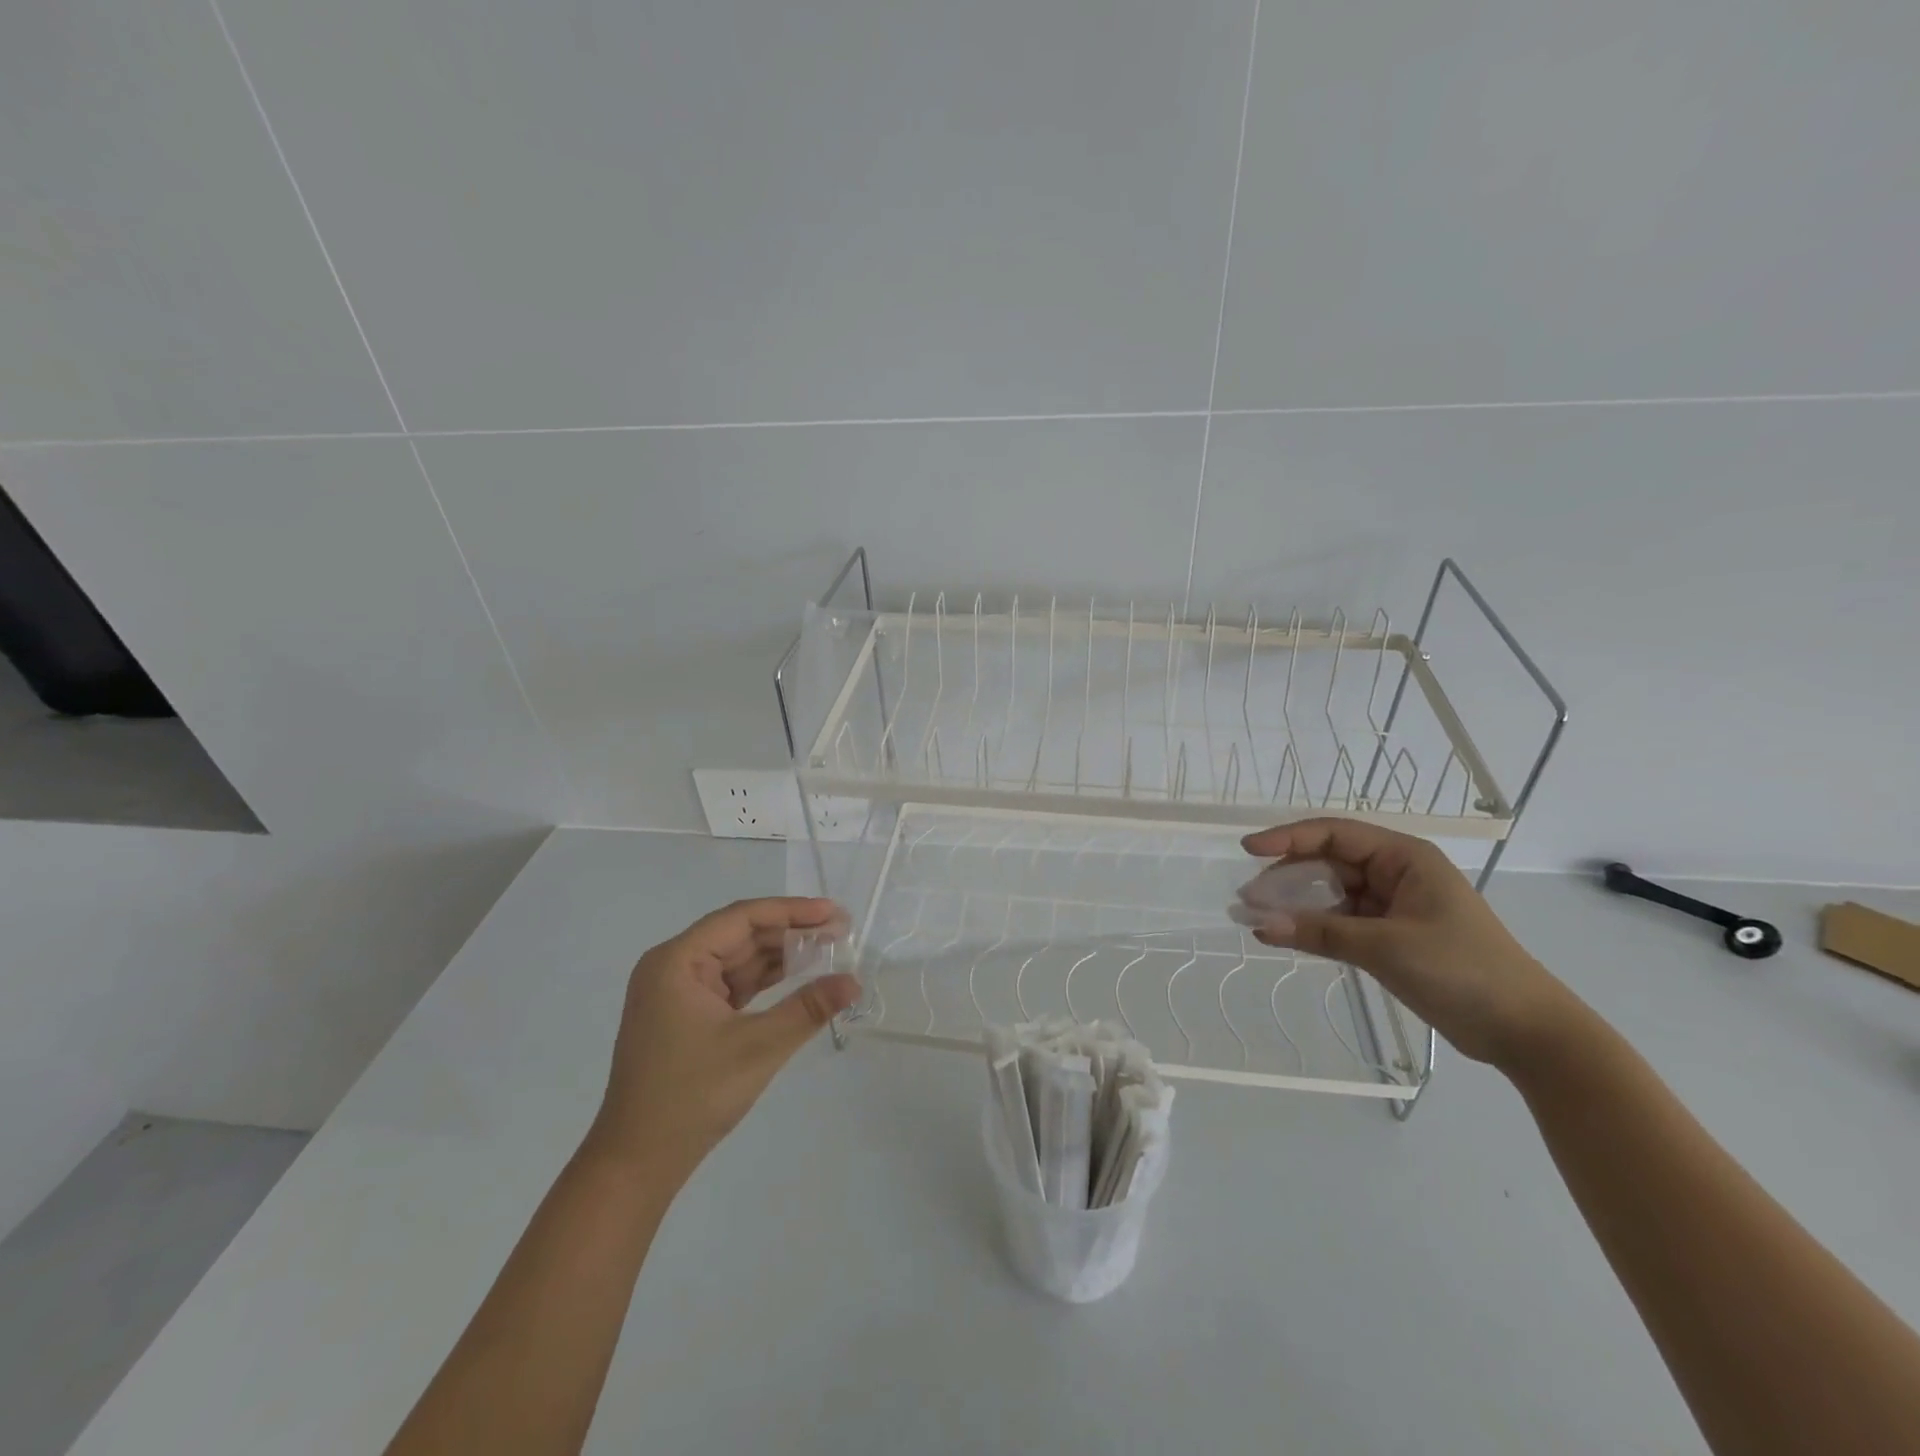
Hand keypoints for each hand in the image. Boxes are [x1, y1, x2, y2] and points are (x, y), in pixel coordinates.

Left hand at [584, 897, 858, 1182]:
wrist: (637, 1163)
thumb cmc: (692, 1096)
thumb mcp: (758, 1047)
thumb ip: (808, 1008)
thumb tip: (854, 982)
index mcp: (677, 960)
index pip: (742, 918)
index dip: (791, 911)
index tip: (833, 912)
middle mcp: (673, 966)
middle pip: (740, 935)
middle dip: (790, 933)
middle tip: (840, 932)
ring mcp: (677, 992)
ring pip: (738, 959)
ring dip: (780, 956)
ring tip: (828, 951)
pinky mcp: (685, 1015)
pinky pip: (731, 984)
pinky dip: (764, 981)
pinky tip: (798, 978)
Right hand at [1238, 819, 1579, 1069]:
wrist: (1525, 1030)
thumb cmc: (1463, 970)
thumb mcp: (1386, 947)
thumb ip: (1320, 932)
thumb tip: (1259, 924)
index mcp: (1404, 858)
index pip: (1335, 834)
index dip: (1288, 838)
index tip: (1248, 851)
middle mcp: (1396, 873)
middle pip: (1328, 861)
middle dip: (1286, 876)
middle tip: (1248, 897)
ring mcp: (1392, 906)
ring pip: (1331, 893)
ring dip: (1296, 904)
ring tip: (1257, 917)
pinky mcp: (1390, 936)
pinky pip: (1340, 921)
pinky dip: (1313, 926)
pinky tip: (1285, 935)